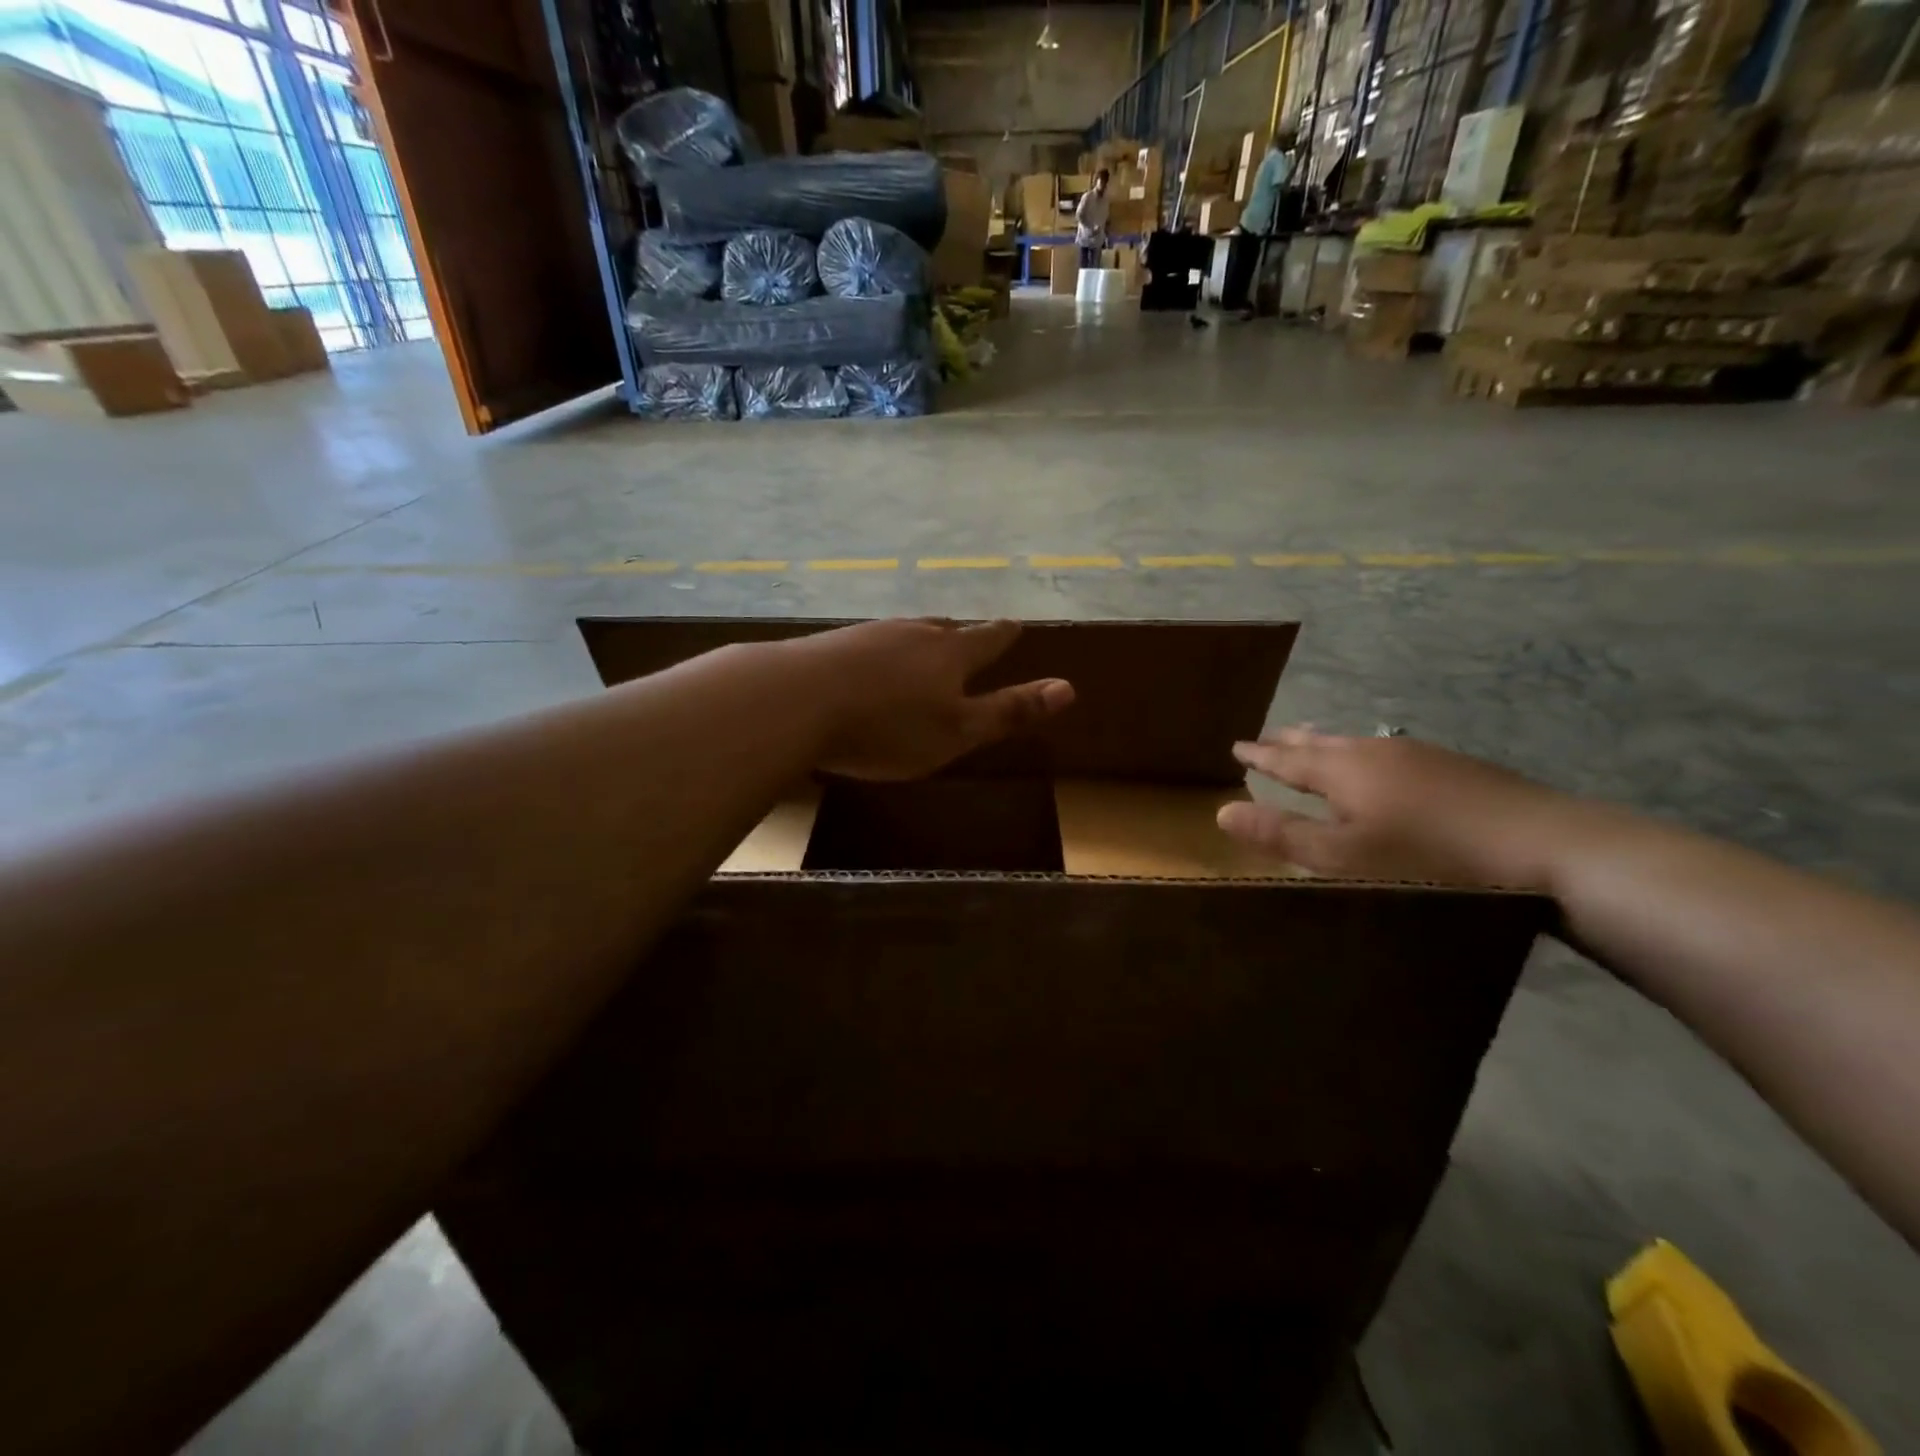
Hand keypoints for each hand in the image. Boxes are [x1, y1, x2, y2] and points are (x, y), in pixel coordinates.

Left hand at [795, 619, 1073, 780]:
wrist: (795, 700)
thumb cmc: (887, 726)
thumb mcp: (957, 732)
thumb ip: (1009, 712)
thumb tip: (1068, 688)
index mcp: (949, 655)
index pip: (987, 639)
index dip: (1004, 634)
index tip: (1016, 625)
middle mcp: (911, 634)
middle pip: (944, 629)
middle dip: (959, 635)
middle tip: (967, 636)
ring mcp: (866, 635)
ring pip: (903, 633)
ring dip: (918, 640)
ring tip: (922, 646)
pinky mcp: (829, 645)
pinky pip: (866, 644)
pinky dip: (877, 653)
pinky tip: (866, 664)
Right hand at [1216, 727, 1579, 889]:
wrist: (1544, 847)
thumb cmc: (1426, 860)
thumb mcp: (1342, 858)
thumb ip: (1282, 834)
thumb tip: (1220, 812)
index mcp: (1343, 771)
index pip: (1287, 758)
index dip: (1260, 754)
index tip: (1237, 745)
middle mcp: (1375, 752)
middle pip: (1322, 741)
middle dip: (1290, 740)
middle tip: (1268, 736)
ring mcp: (1419, 755)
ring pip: (1357, 743)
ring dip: (1327, 743)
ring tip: (1313, 742)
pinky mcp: (1454, 767)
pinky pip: (1387, 751)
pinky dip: (1363, 754)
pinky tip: (1380, 767)